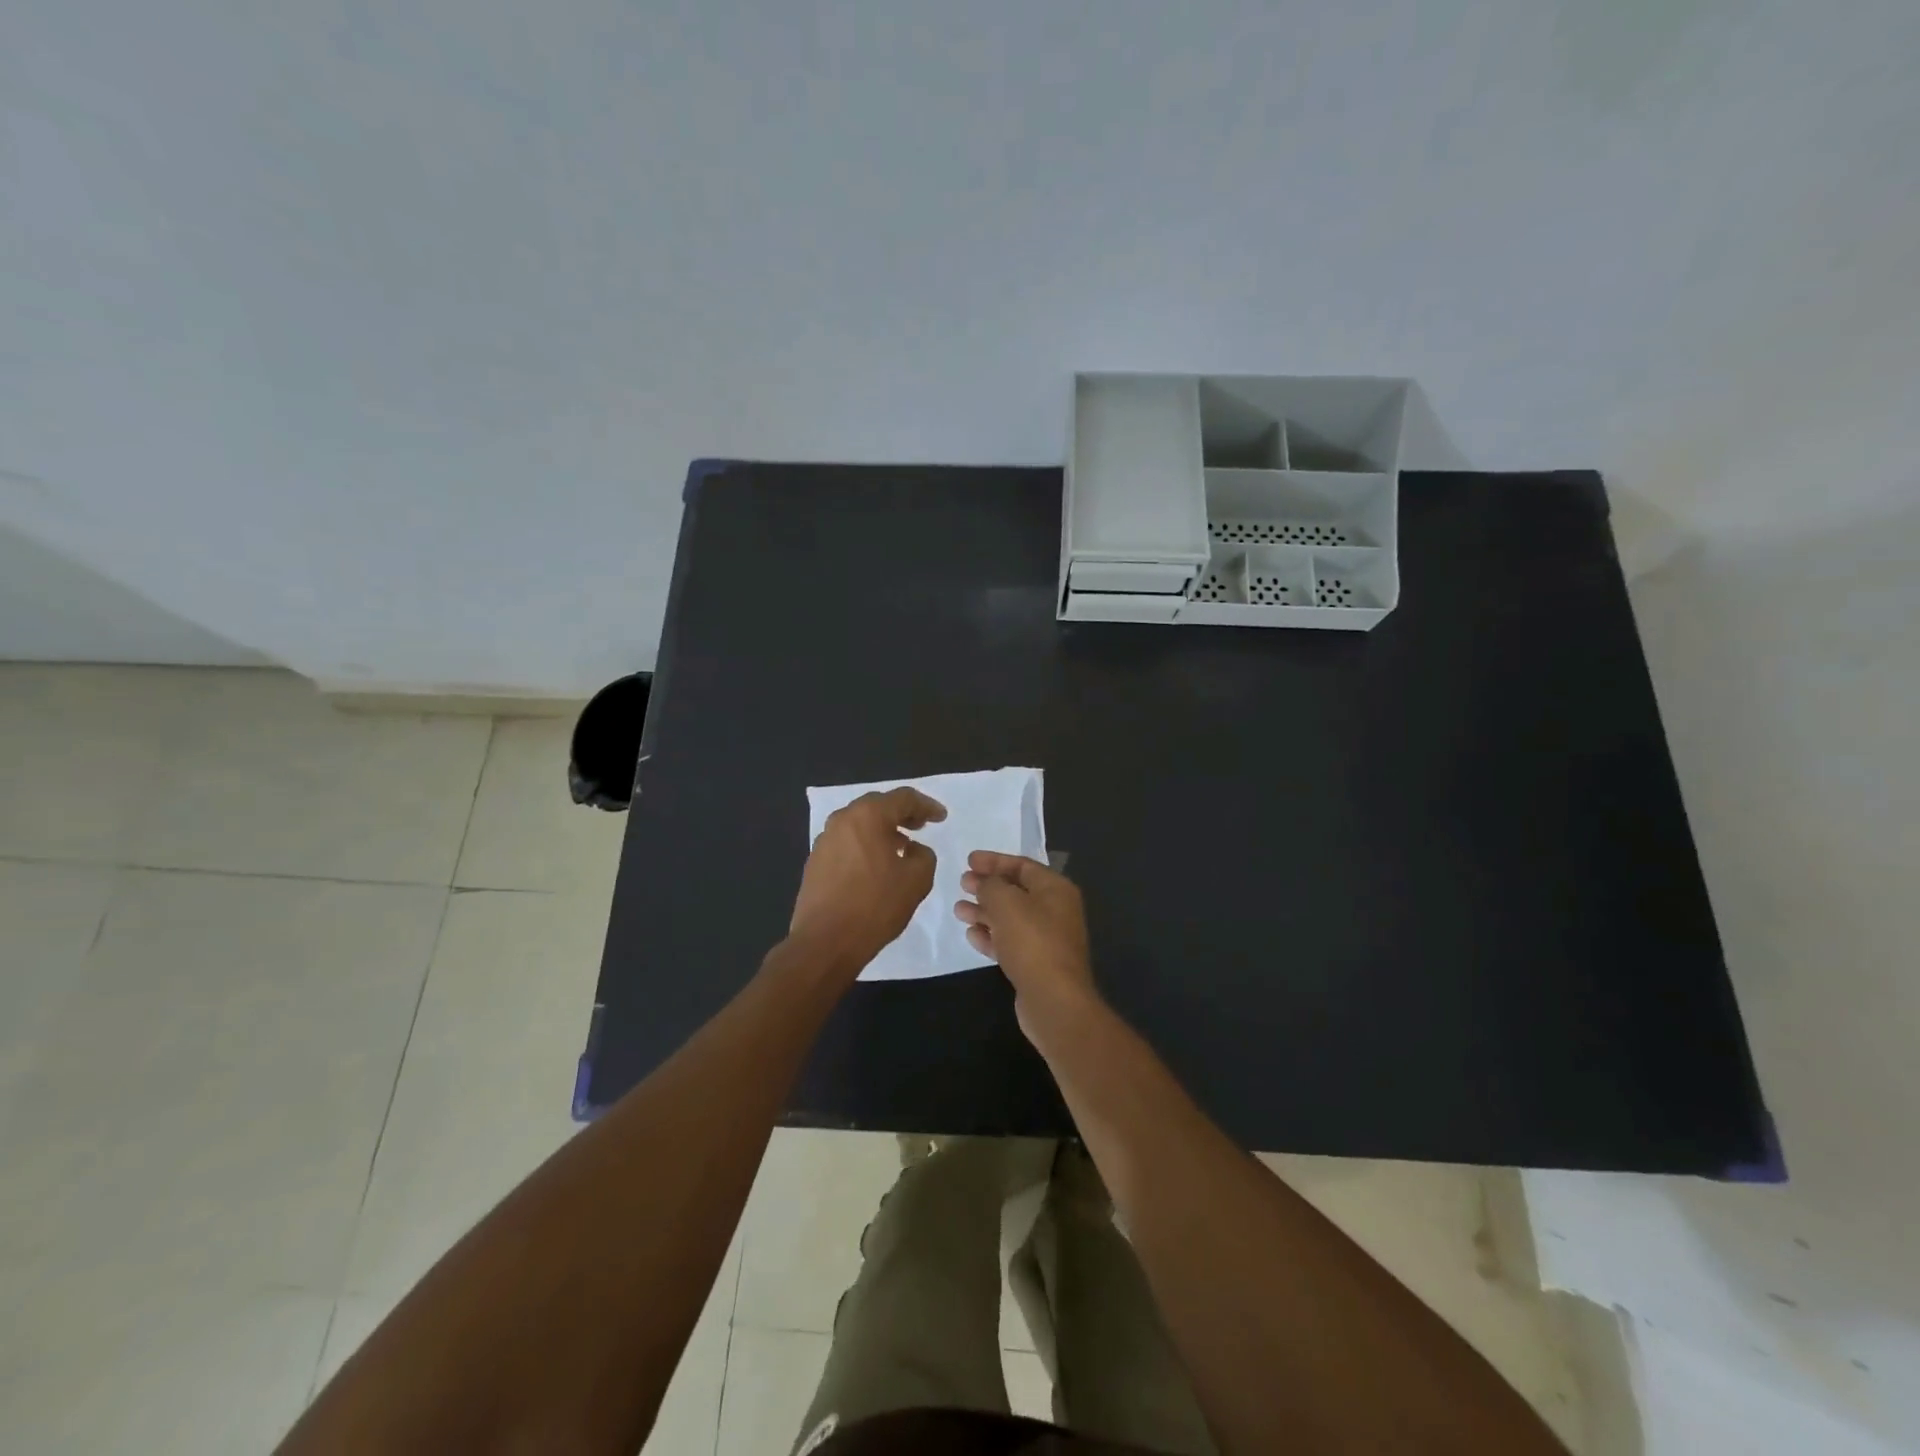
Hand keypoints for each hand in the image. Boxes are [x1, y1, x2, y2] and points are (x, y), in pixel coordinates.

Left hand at [788, 787, 946, 976]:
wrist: (825, 941)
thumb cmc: (875, 906)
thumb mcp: (917, 879)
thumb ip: (924, 855)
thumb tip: (912, 849)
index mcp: (868, 816)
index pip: (903, 798)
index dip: (926, 805)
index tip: (941, 817)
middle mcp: (842, 820)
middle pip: (878, 806)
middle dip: (902, 813)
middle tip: (921, 825)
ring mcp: (824, 840)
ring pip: (859, 824)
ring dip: (882, 830)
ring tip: (901, 846)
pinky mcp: (815, 861)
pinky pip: (847, 842)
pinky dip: (865, 845)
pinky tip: (876, 865)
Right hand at [955, 851, 1099, 1043]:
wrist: (1054, 1000)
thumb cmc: (1032, 941)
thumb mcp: (1006, 903)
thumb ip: (991, 886)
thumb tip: (984, 883)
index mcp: (1055, 889)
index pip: (1022, 865)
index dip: (994, 861)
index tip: (968, 861)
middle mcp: (1055, 911)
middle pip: (1016, 891)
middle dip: (987, 886)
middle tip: (962, 883)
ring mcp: (1047, 939)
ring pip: (1011, 918)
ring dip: (985, 912)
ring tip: (959, 910)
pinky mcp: (1036, 964)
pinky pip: (1010, 942)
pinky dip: (991, 936)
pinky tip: (971, 935)